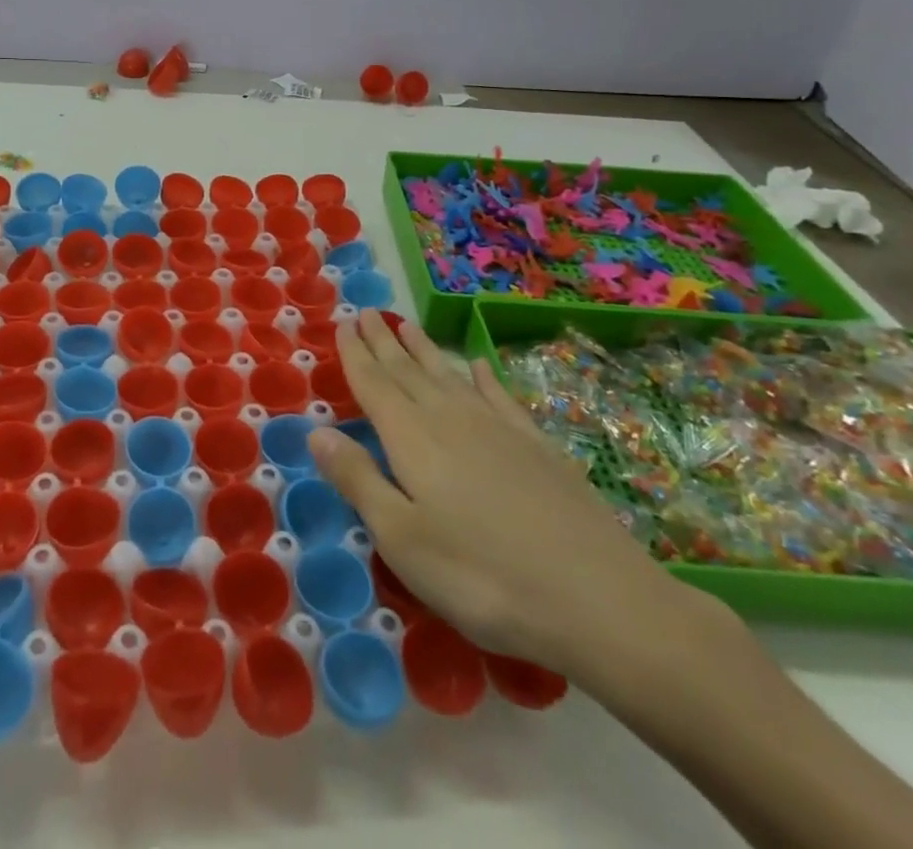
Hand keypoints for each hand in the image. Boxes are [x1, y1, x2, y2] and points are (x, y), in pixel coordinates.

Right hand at [309, 313, 703, 679]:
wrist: (597, 598)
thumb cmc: (480, 576)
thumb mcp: (402, 538)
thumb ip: (358, 480)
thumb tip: (316, 431)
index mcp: (412, 437)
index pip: (374, 384)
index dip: (355, 355)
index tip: (343, 324)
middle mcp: (450, 418)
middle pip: (408, 371)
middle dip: (384, 342)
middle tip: (368, 313)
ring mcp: (497, 428)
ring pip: (448, 375)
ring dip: (424, 350)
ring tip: (407, 325)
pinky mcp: (535, 445)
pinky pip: (499, 396)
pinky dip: (483, 377)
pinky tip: (476, 365)